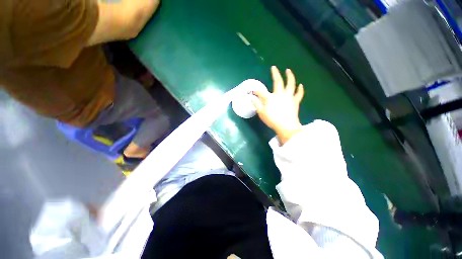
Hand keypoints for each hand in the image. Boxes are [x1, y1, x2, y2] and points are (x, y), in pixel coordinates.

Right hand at [252, 66, 303, 144]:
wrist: (286, 127)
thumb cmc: (272, 120)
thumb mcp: (261, 113)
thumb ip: (256, 104)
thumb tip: (251, 98)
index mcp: (270, 98)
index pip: (261, 92)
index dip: (256, 90)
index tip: (252, 91)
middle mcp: (280, 94)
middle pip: (277, 82)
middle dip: (275, 74)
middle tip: (274, 68)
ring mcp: (289, 97)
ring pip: (290, 84)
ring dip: (290, 76)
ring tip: (288, 70)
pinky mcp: (295, 101)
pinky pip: (299, 94)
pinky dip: (300, 89)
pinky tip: (301, 85)